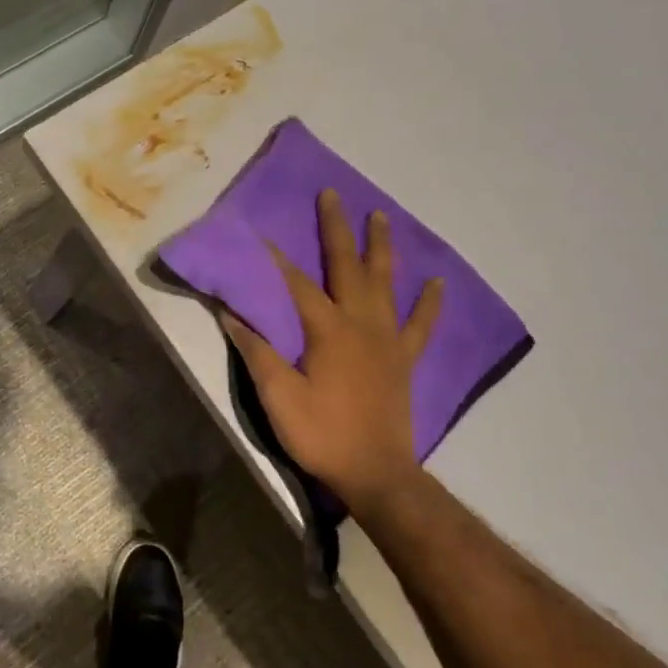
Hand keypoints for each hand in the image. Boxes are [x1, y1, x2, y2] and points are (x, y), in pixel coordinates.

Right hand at [220, 189, 443, 508]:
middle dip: (336, 228)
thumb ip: (257, 351)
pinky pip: (421, 324)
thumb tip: (230, 312)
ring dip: (381, 247)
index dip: (275, 258)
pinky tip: (437, 283)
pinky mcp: (404, 359)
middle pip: (347, 266)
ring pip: (385, 283)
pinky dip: (430, 303)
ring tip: (380, 216)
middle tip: (332, 194)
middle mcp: (360, 323)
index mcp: (327, 330)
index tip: (260, 232)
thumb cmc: (322, 434)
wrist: (376, 473)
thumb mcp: (278, 396)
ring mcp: (387, 339)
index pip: (296, 283)